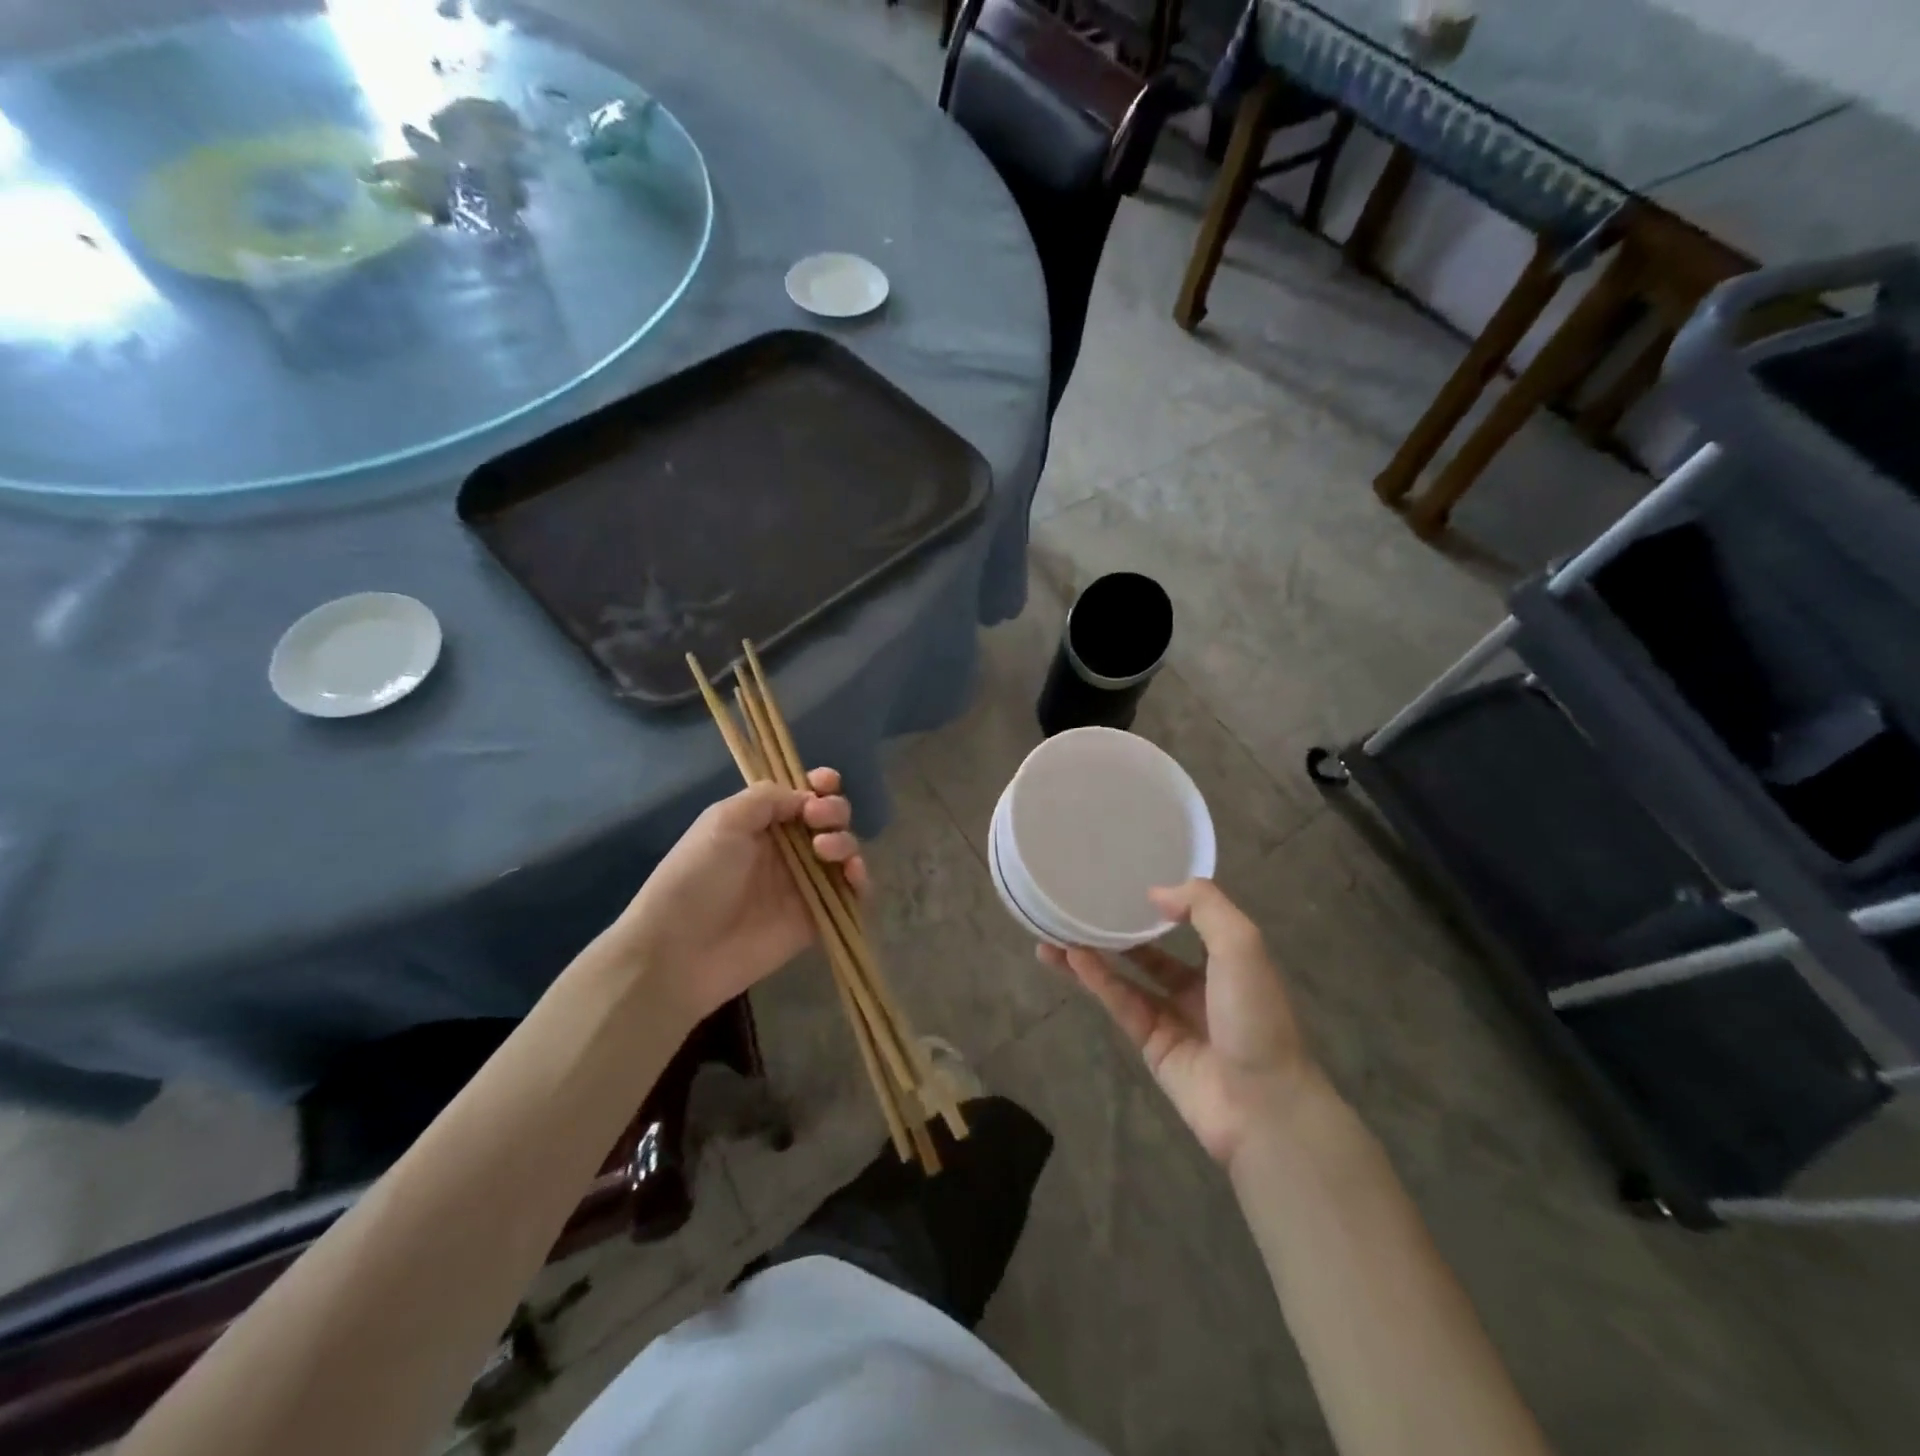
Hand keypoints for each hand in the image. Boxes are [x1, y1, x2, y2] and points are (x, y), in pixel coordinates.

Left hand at [611, 768, 865, 1024]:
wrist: (680, 951)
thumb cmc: (696, 877)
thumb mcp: (723, 821)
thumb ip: (767, 798)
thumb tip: (806, 797)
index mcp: (761, 822)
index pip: (802, 795)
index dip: (820, 785)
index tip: (826, 783)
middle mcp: (786, 848)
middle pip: (829, 819)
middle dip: (834, 810)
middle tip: (817, 820)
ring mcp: (803, 883)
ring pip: (844, 852)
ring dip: (846, 842)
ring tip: (825, 850)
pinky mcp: (816, 917)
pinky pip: (852, 894)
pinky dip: (861, 880)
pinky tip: (851, 875)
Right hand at [1039, 879, 1313, 1166]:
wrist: (1262, 1105)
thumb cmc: (1256, 1016)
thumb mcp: (1241, 945)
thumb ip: (1203, 907)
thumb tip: (1154, 892)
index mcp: (1227, 961)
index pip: (1189, 923)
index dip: (1159, 904)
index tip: (1125, 882)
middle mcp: (1198, 986)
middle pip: (1149, 951)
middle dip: (1115, 930)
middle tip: (1077, 907)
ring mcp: (1172, 1017)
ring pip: (1125, 977)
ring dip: (1092, 954)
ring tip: (1053, 932)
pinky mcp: (1150, 1044)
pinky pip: (1120, 1002)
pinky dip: (1096, 979)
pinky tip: (1071, 957)